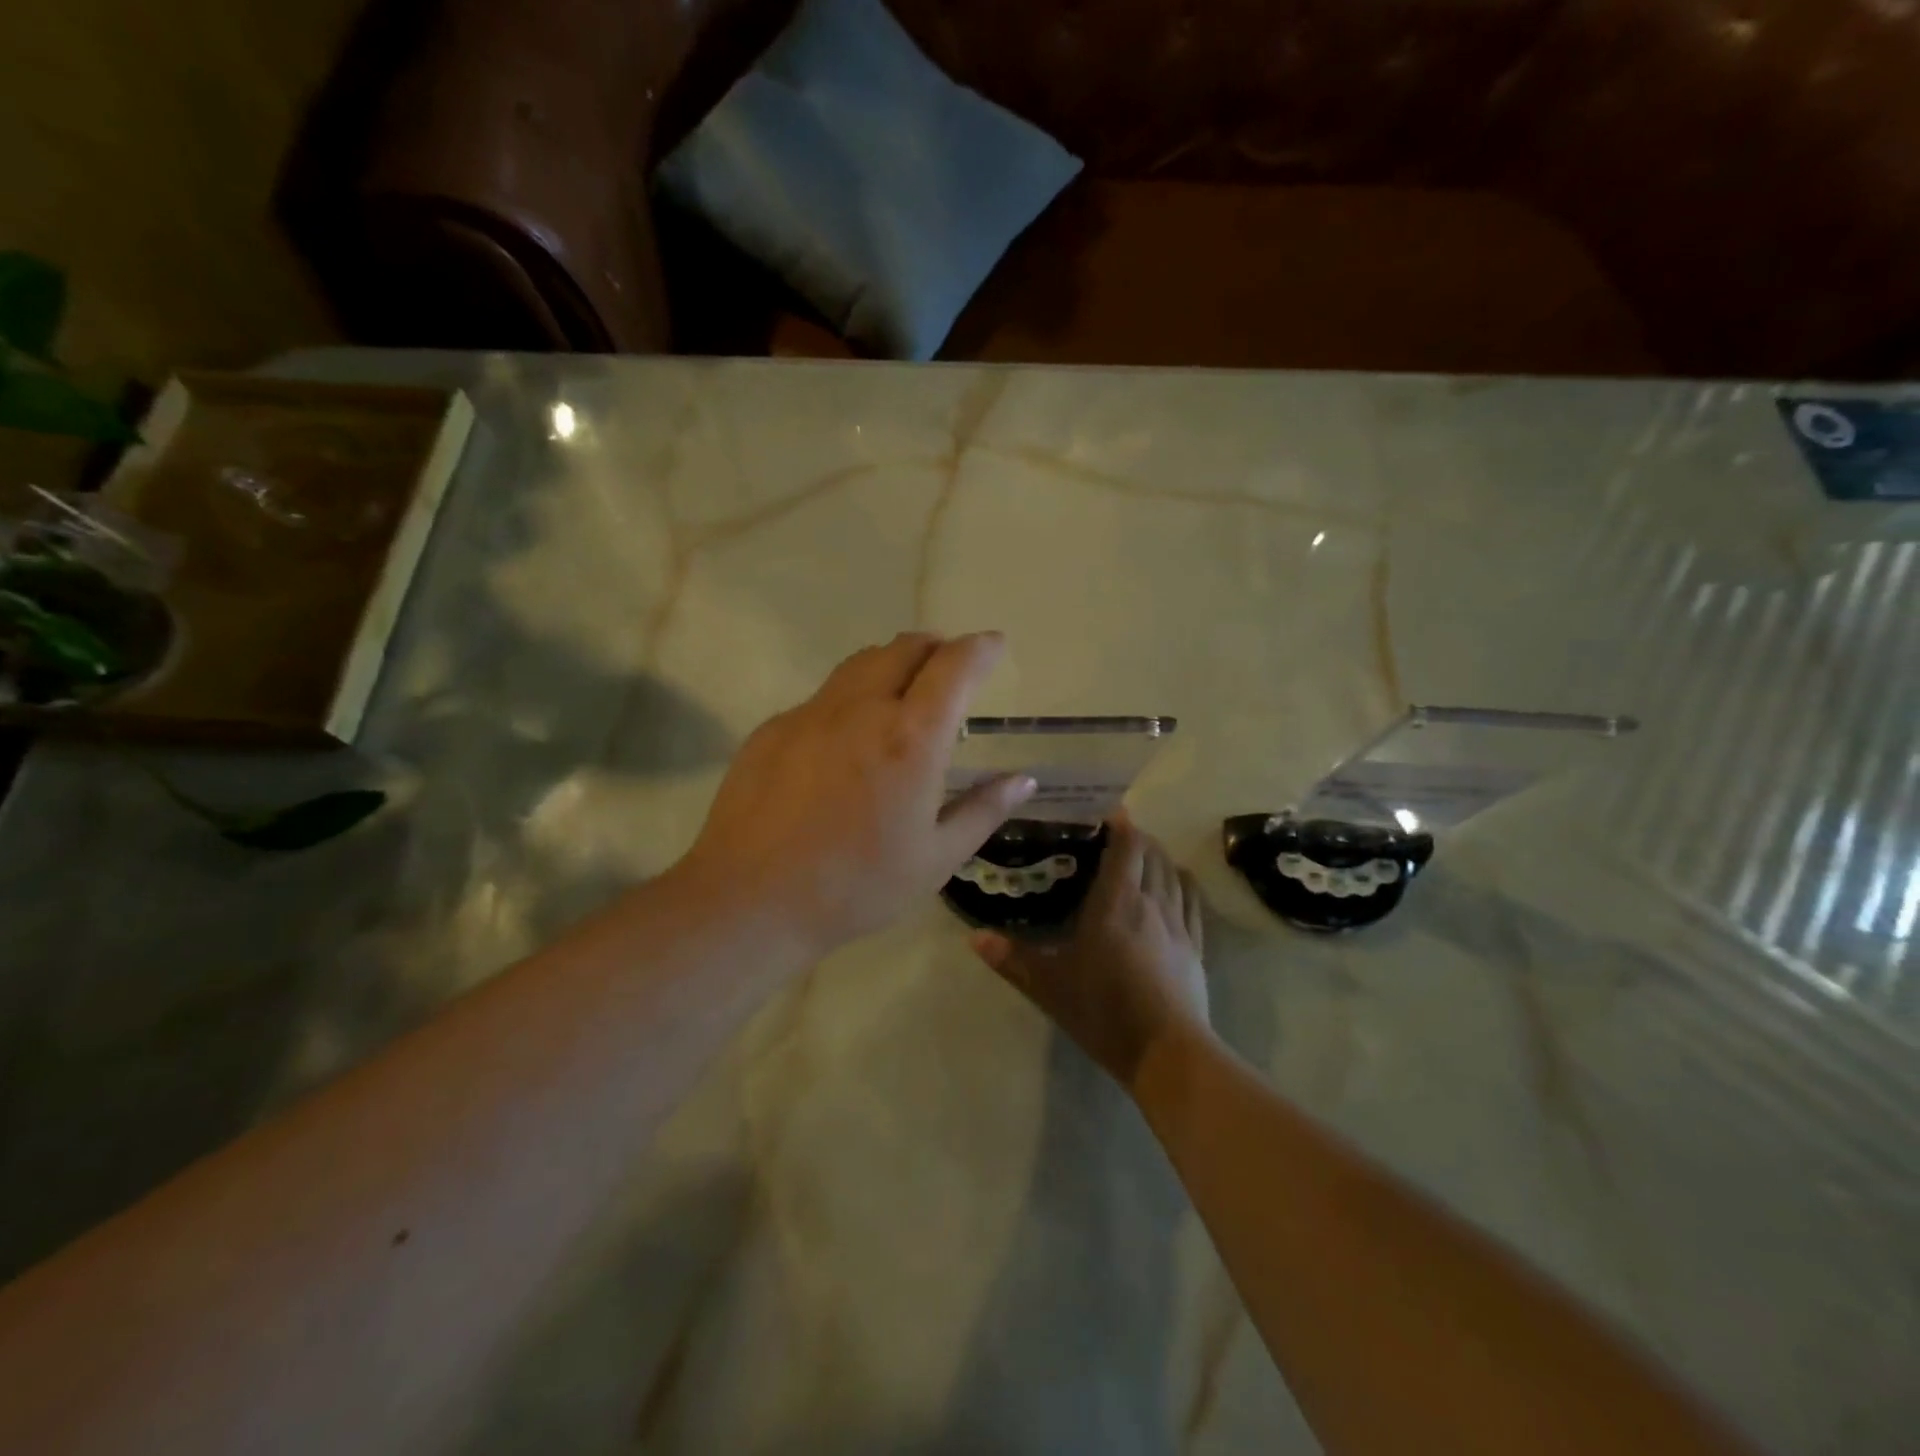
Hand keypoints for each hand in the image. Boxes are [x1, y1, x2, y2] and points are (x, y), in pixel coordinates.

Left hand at [680, 632, 1034, 955]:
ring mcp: (811, 714)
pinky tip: (845, 742)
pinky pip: (823, 698)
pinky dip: (850, 700)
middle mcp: (862, 709)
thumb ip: (983, 810)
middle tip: (949, 668)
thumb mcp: (936, 858)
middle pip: (904, 647)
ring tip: (903, 691)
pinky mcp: (773, 728)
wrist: (751, 899)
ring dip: (892, 663)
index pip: (954, 665)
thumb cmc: (856, 886)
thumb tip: (1023, 779)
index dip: (981, 648)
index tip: (995, 645)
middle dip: (936, 647)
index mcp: (911, 738)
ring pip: (861, 664)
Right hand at [970, 814, 1209, 1087]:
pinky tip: (1178, 883)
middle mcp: (1151, 901)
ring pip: (1174, 873)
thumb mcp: (1050, 986)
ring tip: (1144, 857)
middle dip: (1138, 839)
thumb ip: (1012, 959)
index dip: (1121, 825)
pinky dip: (1184, 882)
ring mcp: (1178, 924)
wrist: (1167, 1052)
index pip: (1127, 846)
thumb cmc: (1103, 1010)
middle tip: (1116, 838)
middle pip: (1152, 854)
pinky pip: (1193, 901)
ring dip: (1160, 857)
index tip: (1106, 816)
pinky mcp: (1196, 947)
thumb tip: (974, 938)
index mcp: (1116, 902)